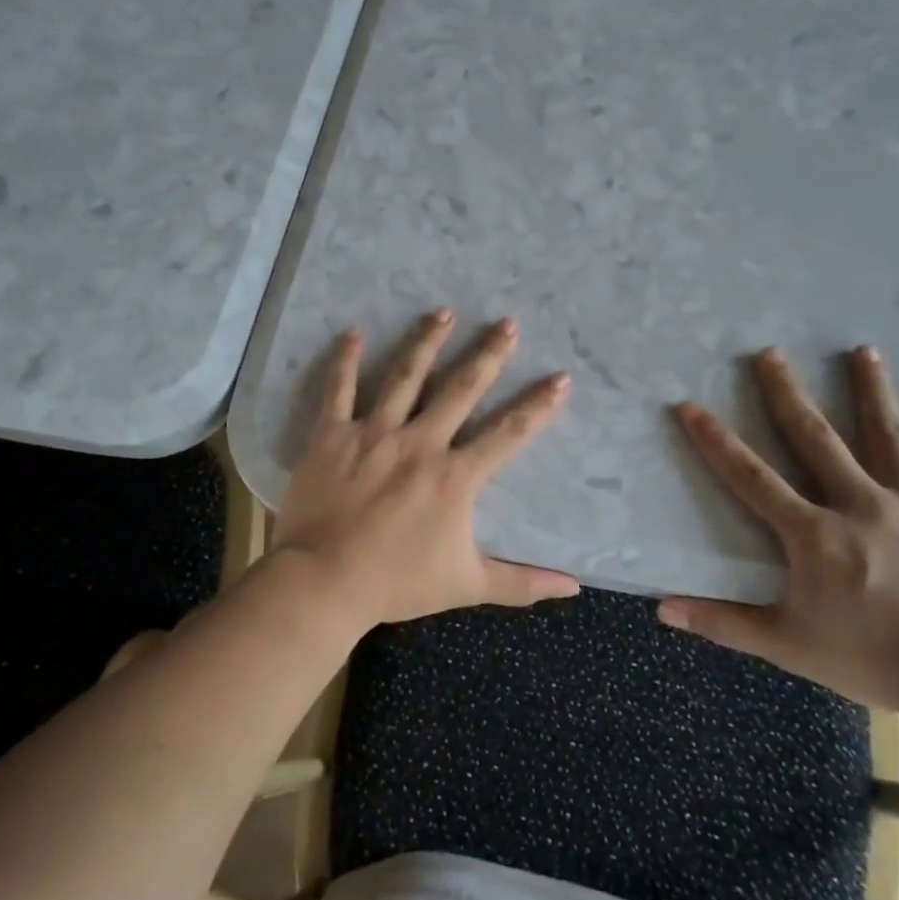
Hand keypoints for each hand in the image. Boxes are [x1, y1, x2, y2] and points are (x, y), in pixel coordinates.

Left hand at [267, 309, 578, 628]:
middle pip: (461, 389)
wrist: (324, 582)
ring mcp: (374, 434)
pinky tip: (352, 333)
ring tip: (443, 311)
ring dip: (426, 342)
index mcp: (455, 476)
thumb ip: (522, 583)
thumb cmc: (397, 583)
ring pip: (404, 376)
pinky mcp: (333, 435)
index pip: (508, 433)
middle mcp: (420, 442)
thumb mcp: (467, 585)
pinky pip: (338, 390)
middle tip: (506, 323)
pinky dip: (345, 360)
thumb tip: (574, 587)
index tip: (560, 377)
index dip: (537, 405)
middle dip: (488, 354)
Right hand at [660, 346, 898, 712]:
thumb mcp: (788, 646)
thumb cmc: (876, 661)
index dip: (716, 441)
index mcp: (813, 533)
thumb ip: (723, 622)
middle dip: (786, 393)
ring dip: (871, 389)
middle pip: (815, 437)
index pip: (751, 477)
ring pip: (886, 434)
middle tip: (769, 353)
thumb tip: (661, 608)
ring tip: (862, 350)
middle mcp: (859, 502)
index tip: (690, 405)